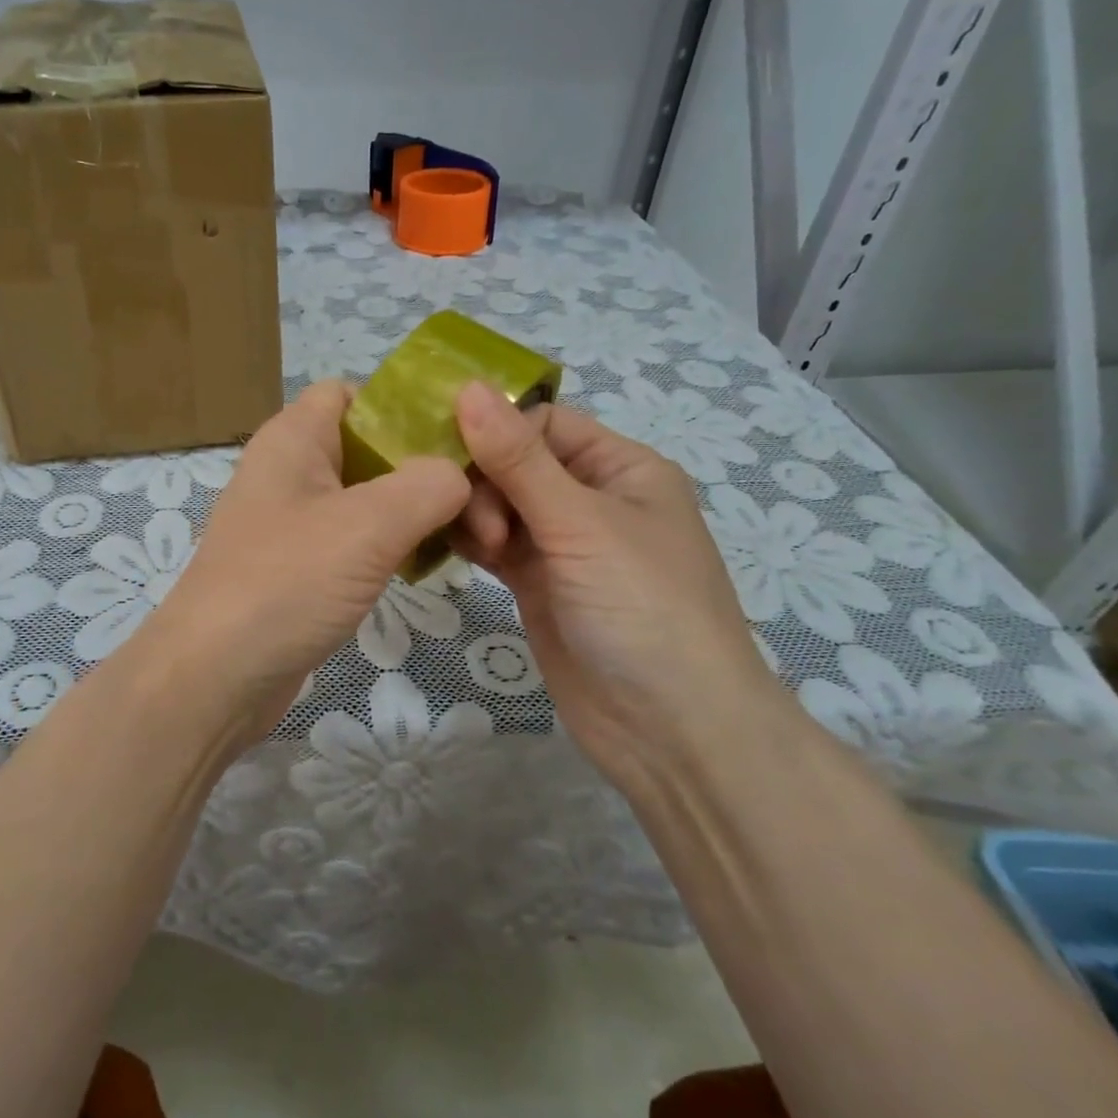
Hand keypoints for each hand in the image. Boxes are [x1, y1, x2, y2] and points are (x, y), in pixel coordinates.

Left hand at [145, 381, 469, 740]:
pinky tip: (428, 564)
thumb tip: (457, 476)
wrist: (216, 676)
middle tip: (485, 506)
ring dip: (416, 512)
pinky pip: (355, 539)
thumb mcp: (368, 525)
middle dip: (427, 469)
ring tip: (473, 539)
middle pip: (370, 446)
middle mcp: (290, 470)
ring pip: (368, 497)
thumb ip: (427, 485)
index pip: (353, 393)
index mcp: (294, 438)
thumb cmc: (286, 582)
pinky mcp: (299, 566)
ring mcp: (292, 521)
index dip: (405, 406)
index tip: (460, 440)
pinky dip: (392, 545)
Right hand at [450, 382, 777, 768]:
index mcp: (622, 468)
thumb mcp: (582, 524)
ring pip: (499, 504)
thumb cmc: (643, 608)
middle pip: (515, 462)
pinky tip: (447, 547)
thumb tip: (468, 387)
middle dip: (485, 481)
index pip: (544, 422)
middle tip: (478, 524)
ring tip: (478, 548)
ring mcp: (562, 545)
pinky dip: (470, 541)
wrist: (670, 730)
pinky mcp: (537, 584)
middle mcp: (591, 499)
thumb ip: (518, 460)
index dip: (498, 430)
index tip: (452, 454)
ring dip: (474, 513)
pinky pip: (493, 545)